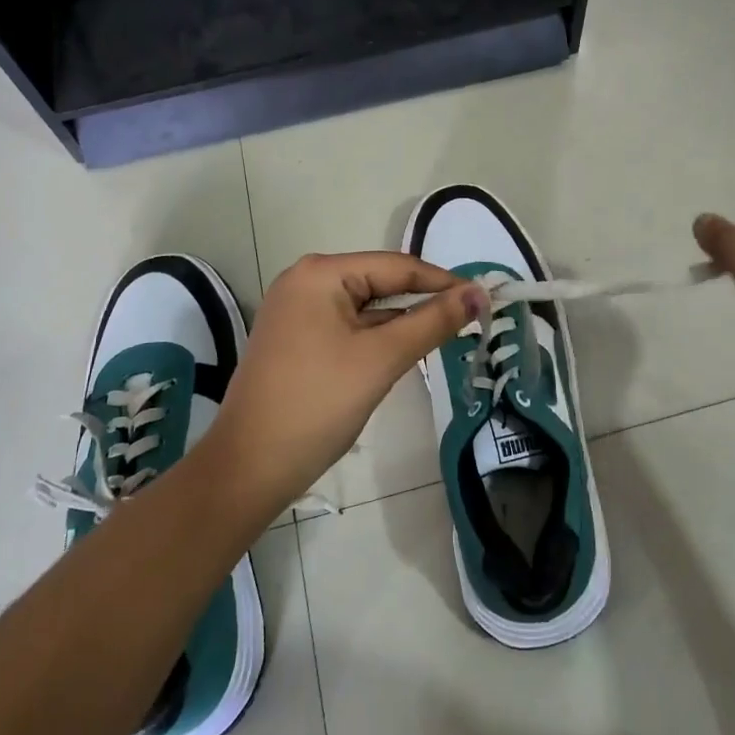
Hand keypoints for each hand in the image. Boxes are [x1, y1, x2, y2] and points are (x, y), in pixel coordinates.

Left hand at [206, 252, 486, 505]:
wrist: (248, 468)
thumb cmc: (318, 405)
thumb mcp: (381, 359)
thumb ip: (432, 321)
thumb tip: (479, 292)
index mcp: (321, 274)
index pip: (397, 266)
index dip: (444, 282)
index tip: (485, 299)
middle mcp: (305, 281)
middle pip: (380, 283)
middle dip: (423, 301)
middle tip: (471, 318)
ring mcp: (296, 311)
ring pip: (365, 308)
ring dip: (402, 322)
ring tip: (447, 335)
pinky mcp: (296, 340)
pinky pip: (348, 327)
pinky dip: (377, 338)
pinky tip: (404, 352)